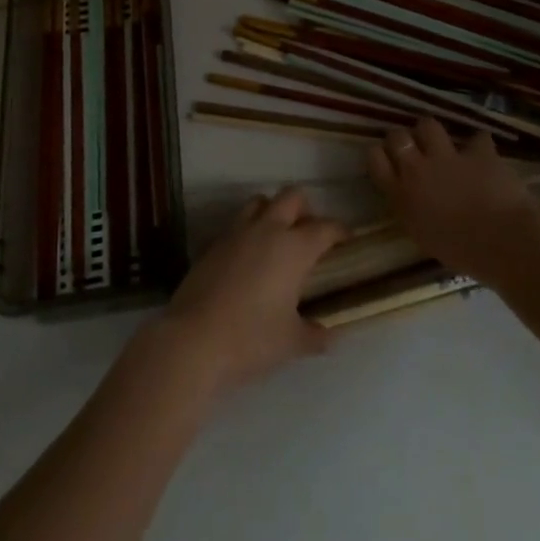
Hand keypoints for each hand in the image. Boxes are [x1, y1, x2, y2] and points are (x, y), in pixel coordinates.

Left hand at [144, 187, 346, 398]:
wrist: (193, 341)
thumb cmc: (251, 339)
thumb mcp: (292, 343)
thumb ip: (315, 335)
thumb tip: (330, 336)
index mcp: (294, 248)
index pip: (325, 227)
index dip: (340, 230)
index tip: (347, 239)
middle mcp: (267, 230)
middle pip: (291, 197)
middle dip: (305, 209)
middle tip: (310, 232)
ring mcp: (236, 233)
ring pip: (260, 202)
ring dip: (273, 212)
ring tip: (278, 237)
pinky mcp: (212, 244)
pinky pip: (236, 224)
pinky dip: (248, 231)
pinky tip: (248, 257)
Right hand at [368, 117, 539, 279]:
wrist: (503, 242)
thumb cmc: (461, 252)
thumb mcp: (423, 236)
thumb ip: (412, 210)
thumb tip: (412, 198)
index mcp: (402, 195)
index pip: (376, 160)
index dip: (380, 154)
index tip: (388, 158)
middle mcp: (418, 170)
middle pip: (397, 137)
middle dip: (402, 137)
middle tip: (412, 147)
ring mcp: (449, 157)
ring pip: (428, 125)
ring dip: (432, 132)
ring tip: (440, 141)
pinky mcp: (478, 152)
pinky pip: (477, 138)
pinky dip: (479, 145)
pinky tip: (482, 153)